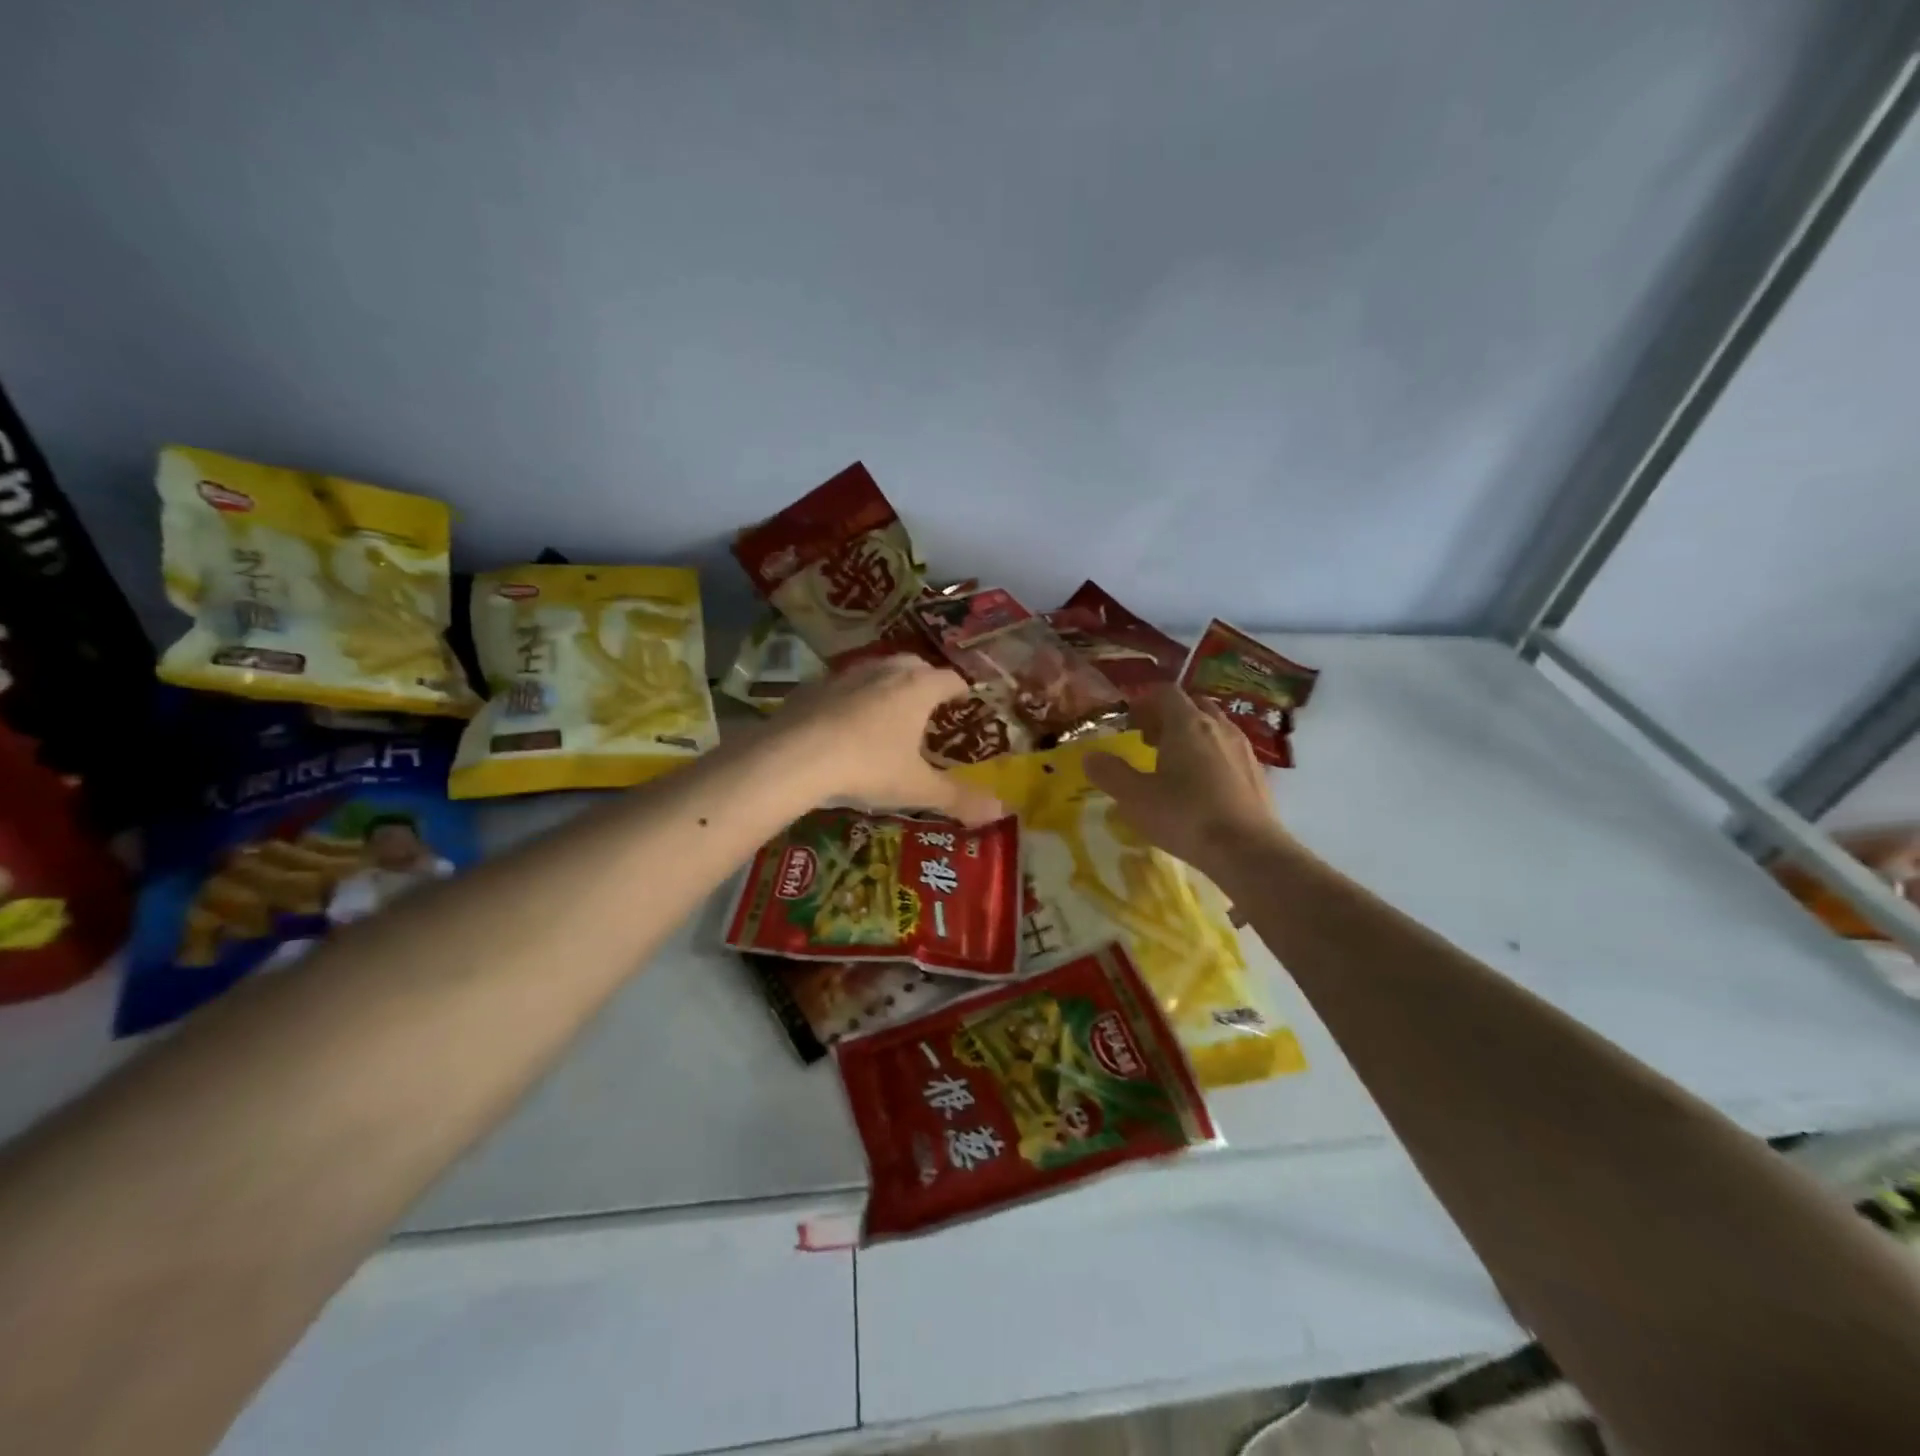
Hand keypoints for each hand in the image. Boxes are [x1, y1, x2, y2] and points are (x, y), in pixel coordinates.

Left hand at [776, 656, 1006, 825]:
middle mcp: (884, 672)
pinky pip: (840, 686)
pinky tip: (842, 721)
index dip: (960, 689)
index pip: (949, 679)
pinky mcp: (812, 687)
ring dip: (886, 684)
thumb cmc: (868, 768)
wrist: (795, 757)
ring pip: (875, 670)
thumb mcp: (916, 788)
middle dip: (924, 679)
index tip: (964, 699)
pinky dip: (849, 697)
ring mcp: (845, 675)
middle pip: (913, 664)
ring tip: (887, 710)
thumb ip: (957, 798)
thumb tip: (999, 811)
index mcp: (917, 689)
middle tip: (928, 703)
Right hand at [1084, 686, 1289, 876]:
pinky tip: (1201, 787)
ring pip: (1213, 727)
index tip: (1129, 722)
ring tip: (1173, 764)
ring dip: (1191, 736)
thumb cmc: (1185, 817)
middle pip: (1192, 705)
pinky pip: (1228, 751)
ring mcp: (1243, 749)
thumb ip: (1110, 773)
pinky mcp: (1257, 773)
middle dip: (1168, 717)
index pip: (1165, 692)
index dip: (1144, 701)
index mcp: (1187, 724)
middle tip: (1148, 741)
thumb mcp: (1135, 798)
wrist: (1248, 851)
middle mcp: (1218, 727)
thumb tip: (1089, 756)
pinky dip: (1211, 756)